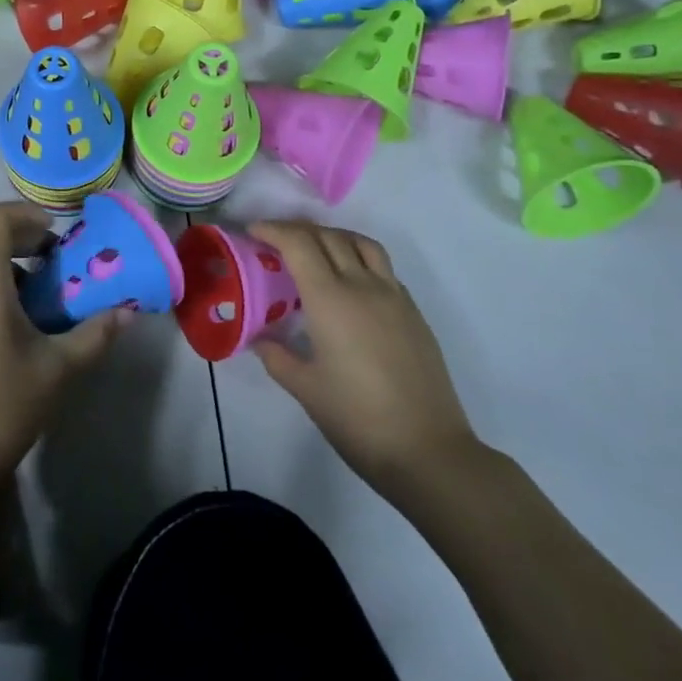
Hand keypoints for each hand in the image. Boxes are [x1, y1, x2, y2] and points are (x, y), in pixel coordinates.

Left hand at [0, 203, 128, 495]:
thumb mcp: (58, 368)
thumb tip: (127, 313)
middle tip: (59, 267)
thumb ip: (94, 334)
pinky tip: (21, 331)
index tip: (55, 236)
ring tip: (45, 302)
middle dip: (24, 246)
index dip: (25, 215)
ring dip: (11, 273)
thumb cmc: (3, 403)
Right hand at [249, 220, 480, 503]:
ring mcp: (394, 297)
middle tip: (274, 241)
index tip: (253, 231)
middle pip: (328, 237)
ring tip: (314, 250)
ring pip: (362, 244)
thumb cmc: (358, 419)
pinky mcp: (414, 313)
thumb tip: (259, 339)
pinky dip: (358, 260)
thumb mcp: (305, 389)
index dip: (273, 230)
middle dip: (297, 230)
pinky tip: (349, 285)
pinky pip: (383, 268)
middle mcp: (363, 286)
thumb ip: (277, 357)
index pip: (299, 244)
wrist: (428, 450)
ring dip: (333, 236)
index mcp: (330, 300)